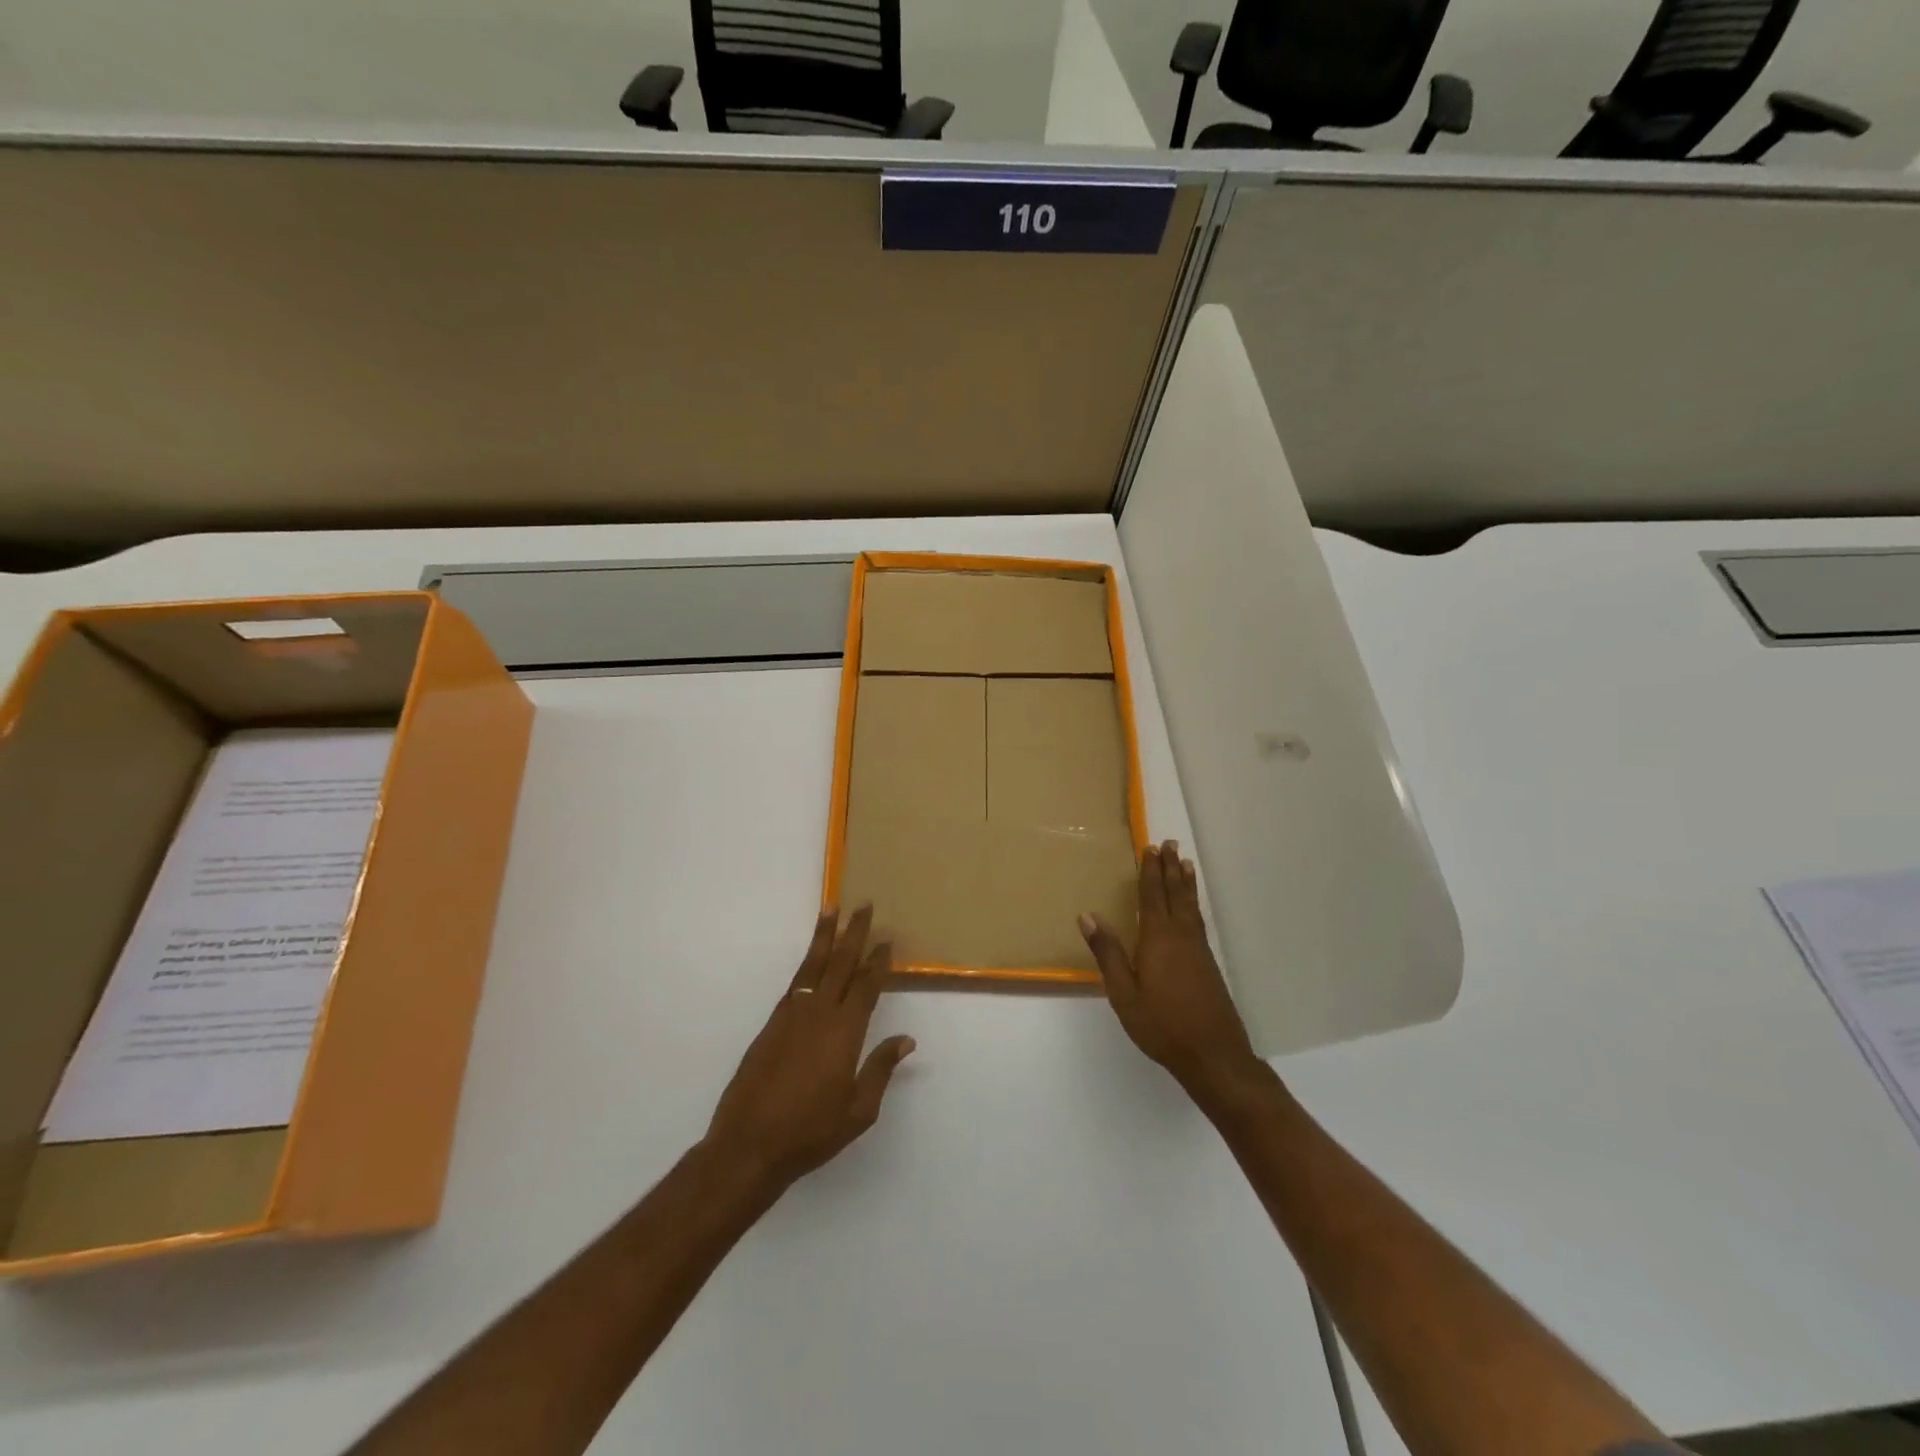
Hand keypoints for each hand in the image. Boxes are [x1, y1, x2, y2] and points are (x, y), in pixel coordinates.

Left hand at [705, 906, 915, 1191]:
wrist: (750, 1144)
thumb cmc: (811, 1131)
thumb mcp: (858, 1110)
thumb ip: (880, 1069)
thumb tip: (906, 1039)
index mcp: (845, 1032)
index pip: (866, 986)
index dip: (878, 961)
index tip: (887, 939)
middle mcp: (819, 1013)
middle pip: (841, 964)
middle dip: (855, 933)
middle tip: (865, 905)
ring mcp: (792, 1015)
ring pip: (813, 965)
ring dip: (825, 935)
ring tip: (832, 908)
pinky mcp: (772, 1023)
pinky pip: (795, 981)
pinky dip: (806, 962)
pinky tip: (811, 957)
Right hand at [1080, 841, 1262, 1102]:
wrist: (1213, 1054)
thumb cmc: (1162, 1025)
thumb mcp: (1124, 993)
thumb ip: (1108, 953)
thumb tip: (1087, 916)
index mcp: (1157, 939)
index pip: (1152, 897)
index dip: (1149, 872)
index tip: (1149, 848)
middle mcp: (1180, 936)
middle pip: (1174, 894)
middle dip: (1170, 869)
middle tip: (1170, 844)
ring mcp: (1198, 949)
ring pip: (1190, 906)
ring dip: (1185, 882)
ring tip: (1185, 863)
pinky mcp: (1208, 963)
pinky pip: (1198, 919)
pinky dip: (1193, 903)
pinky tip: (1191, 907)